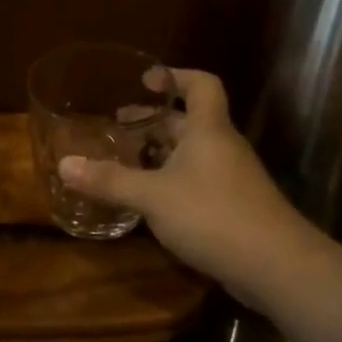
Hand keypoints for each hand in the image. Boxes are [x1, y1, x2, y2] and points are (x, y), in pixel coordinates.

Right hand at [58, 68, 319, 313]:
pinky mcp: (235, 207)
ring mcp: (232, 178)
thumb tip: (65, 164)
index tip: (145, 81)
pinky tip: (151, 202)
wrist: (277, 266)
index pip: (201, 84)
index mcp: (208, 130)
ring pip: (193, 154)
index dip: (175, 76)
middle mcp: (222, 147)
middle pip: (189, 121)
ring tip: (126, 162)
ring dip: (161, 154)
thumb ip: (110, 181)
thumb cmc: (213, 215)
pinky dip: (173, 182)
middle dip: (154, 121)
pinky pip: (199, 181)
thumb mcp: (153, 196)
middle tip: (118, 127)